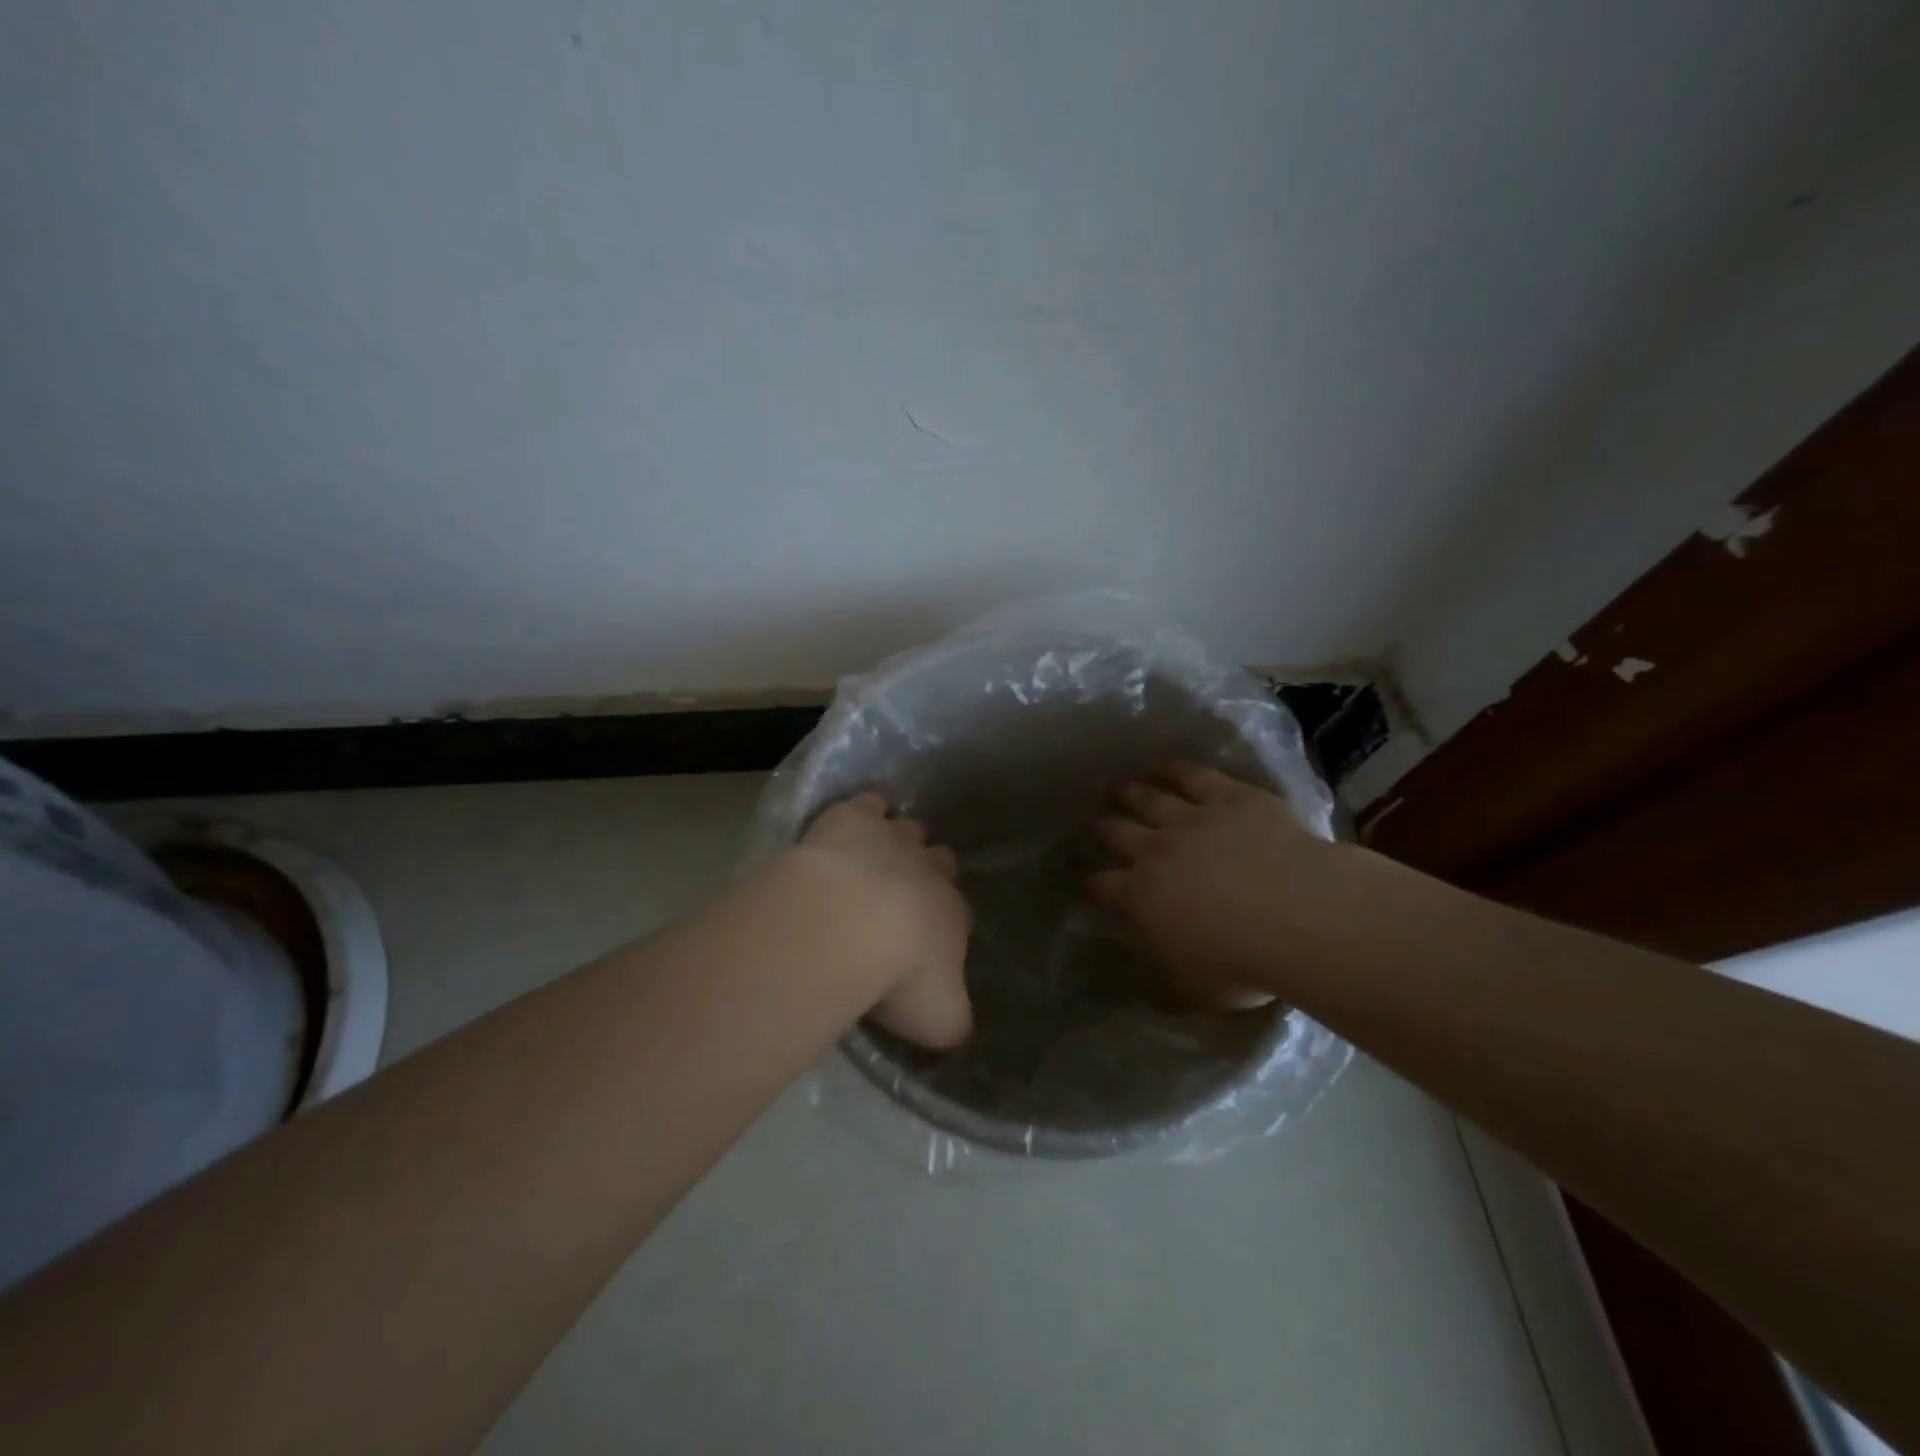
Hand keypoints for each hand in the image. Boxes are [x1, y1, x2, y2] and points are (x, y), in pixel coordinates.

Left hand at [792, 792, 972, 1048]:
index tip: (931, 938)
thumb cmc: (900, 978)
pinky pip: (869, 803)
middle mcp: (930, 871)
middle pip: (941, 861)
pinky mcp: (854, 818)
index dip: (948, 921)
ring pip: (908, 829)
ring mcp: (893, 840)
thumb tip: (958, 1027)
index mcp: (953, 915)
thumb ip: (953, 1021)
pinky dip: (868, 807)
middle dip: (930, 871)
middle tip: (907, 889)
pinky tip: (858, 814)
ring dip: (900, 838)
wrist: (851, 926)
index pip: (960, 913)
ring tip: (881, 852)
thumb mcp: (940, 1020)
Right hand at [1090, 763, 1369, 1002]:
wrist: (1300, 914)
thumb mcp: (1199, 992)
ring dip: (1129, 792)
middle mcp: (1156, 851)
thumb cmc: (1246, 963)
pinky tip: (1164, 766)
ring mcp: (1191, 819)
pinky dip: (1173, 770)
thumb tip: (1150, 999)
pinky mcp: (1228, 797)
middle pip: (1118, 832)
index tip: (1088, 879)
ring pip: (1148, 798)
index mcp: (1142, 897)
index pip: (1105, 886)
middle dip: (1103, 828)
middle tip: (1097, 822)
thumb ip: (1170, 989)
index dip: (1093, 882)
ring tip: (1118, 786)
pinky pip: (1192, 776)